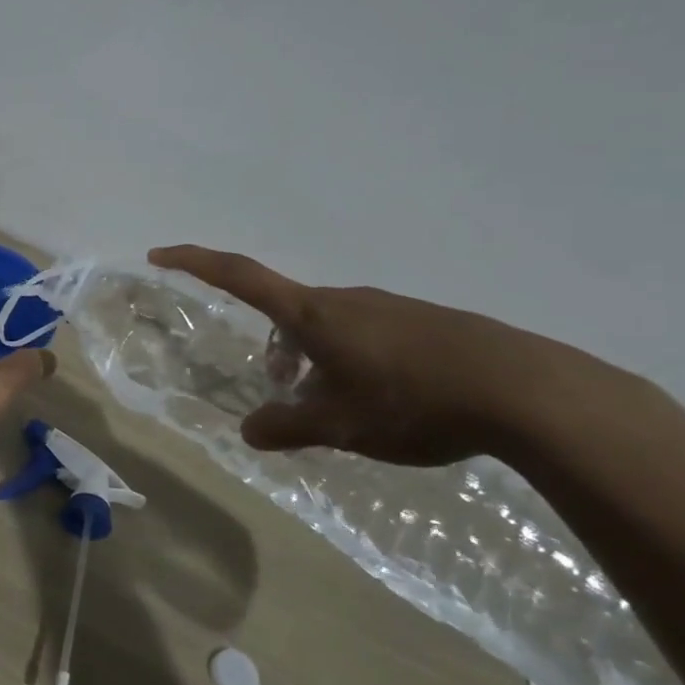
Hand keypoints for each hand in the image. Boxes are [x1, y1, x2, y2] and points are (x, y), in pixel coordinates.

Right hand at [150, 245, 594, 465]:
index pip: (240, 276)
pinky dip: (353, 361)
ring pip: (329, 327)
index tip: (159, 253)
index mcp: (313, 314)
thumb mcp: (342, 426)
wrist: (525, 390)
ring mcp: (387, 307)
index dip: (195, 262)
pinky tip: (384, 403)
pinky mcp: (423, 322)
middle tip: (281, 392)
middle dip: (274, 348)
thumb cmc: (413, 401)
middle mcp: (345, 300)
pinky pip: (367, 334)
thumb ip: (289, 427)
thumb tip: (249, 431)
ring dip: (315, 359)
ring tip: (336, 409)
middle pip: (288, 313)